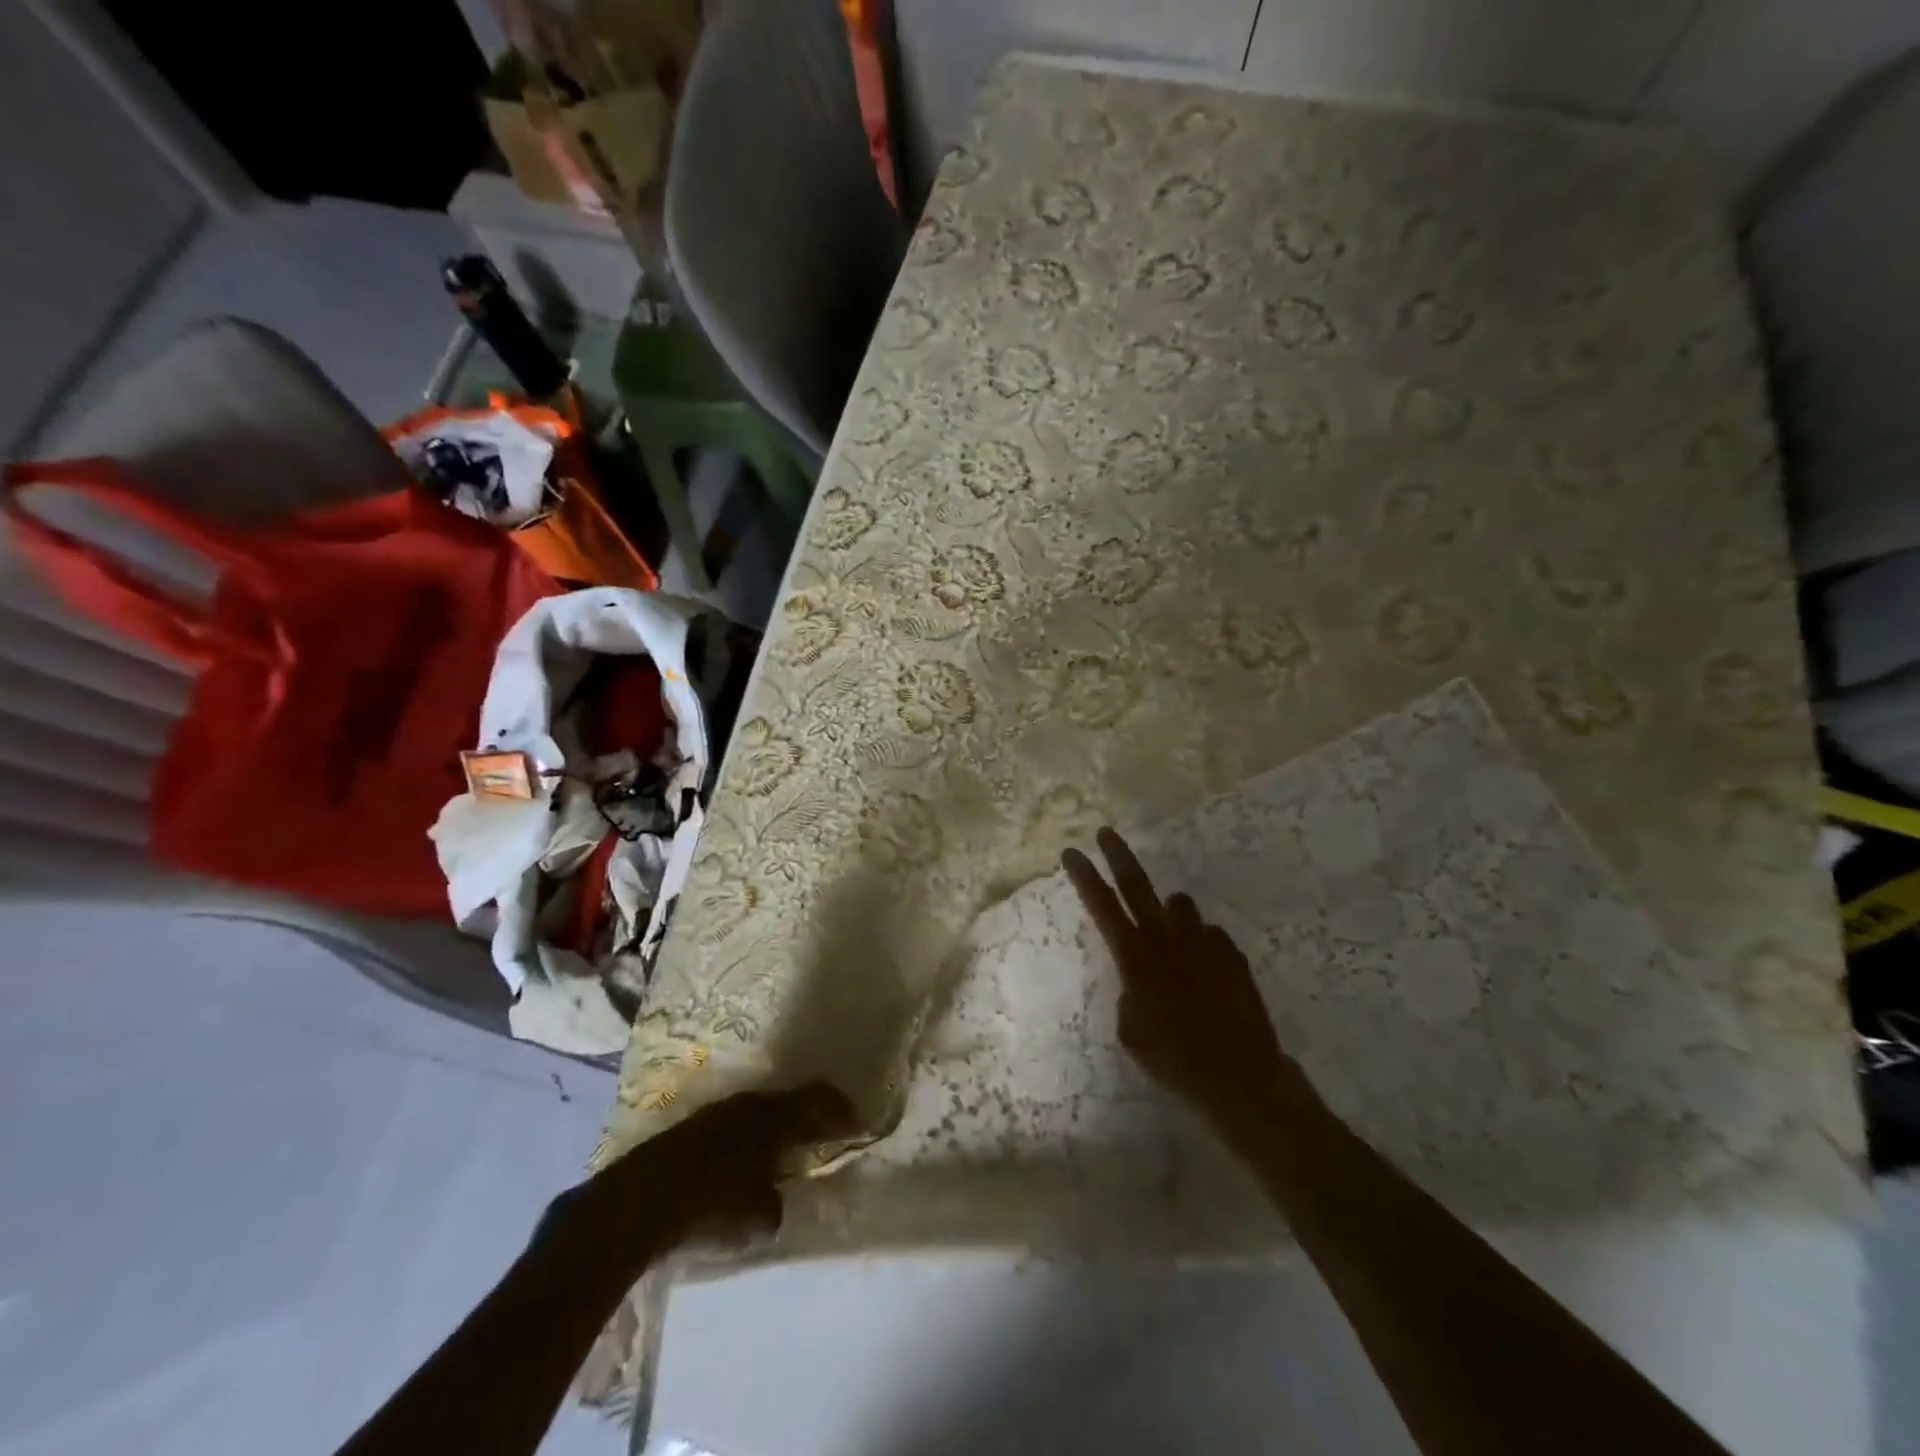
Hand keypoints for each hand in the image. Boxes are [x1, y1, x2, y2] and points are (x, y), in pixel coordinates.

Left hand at [589, 1082, 858, 1255]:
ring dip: (780, 1123)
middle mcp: (750, 1106)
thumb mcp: (755, 1220)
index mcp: (774, 1120)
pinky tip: (747, 1157)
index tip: (859, 1124)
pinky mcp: (692, 1128)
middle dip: (812, 1114)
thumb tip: (770, 1199)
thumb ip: (774, 1206)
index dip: (841, 1112)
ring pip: (762, 1109)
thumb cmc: (707, 1209)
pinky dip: (753, 1134)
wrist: (634, 1205)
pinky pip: (738, 1122)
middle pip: (792, 1100)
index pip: (819, 1103)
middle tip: (829, 1130)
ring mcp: (718, 1113)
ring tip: (789, 1145)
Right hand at [1062, 828, 1310, 1143]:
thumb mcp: (1130, 1029)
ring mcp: (1202, 941)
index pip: (1102, 907)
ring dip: (1170, 913)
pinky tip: (1205, 972)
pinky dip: (1200, 944)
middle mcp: (1167, 939)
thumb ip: (1129, 990)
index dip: (1084, 877)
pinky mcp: (1230, 951)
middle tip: (1106, 833)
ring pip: (1179, 905)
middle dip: (1118, 856)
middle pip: (1137, 885)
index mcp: (1135, 958)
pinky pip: (1208, 934)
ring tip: (1172, 937)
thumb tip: (1140, 975)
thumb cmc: (1173, 1058)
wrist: (1239, 1074)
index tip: (1072, 852)